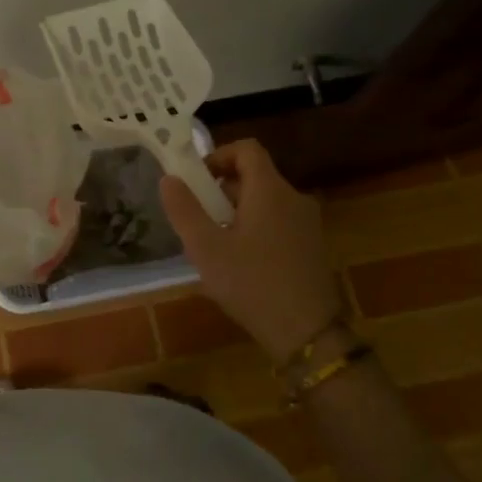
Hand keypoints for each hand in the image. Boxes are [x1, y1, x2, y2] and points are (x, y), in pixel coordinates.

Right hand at [159, 139, 346, 360]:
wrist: (308, 333)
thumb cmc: (252, 284)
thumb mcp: (206, 248)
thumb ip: (184, 210)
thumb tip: (169, 178)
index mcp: (270, 191)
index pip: (247, 149)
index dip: (218, 155)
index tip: (196, 180)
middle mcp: (294, 198)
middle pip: (255, 176)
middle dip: (222, 190)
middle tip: (199, 219)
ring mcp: (308, 224)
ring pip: (266, 202)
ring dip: (237, 212)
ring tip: (215, 245)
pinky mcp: (312, 247)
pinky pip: (278, 222)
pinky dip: (256, 229)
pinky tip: (241, 265)